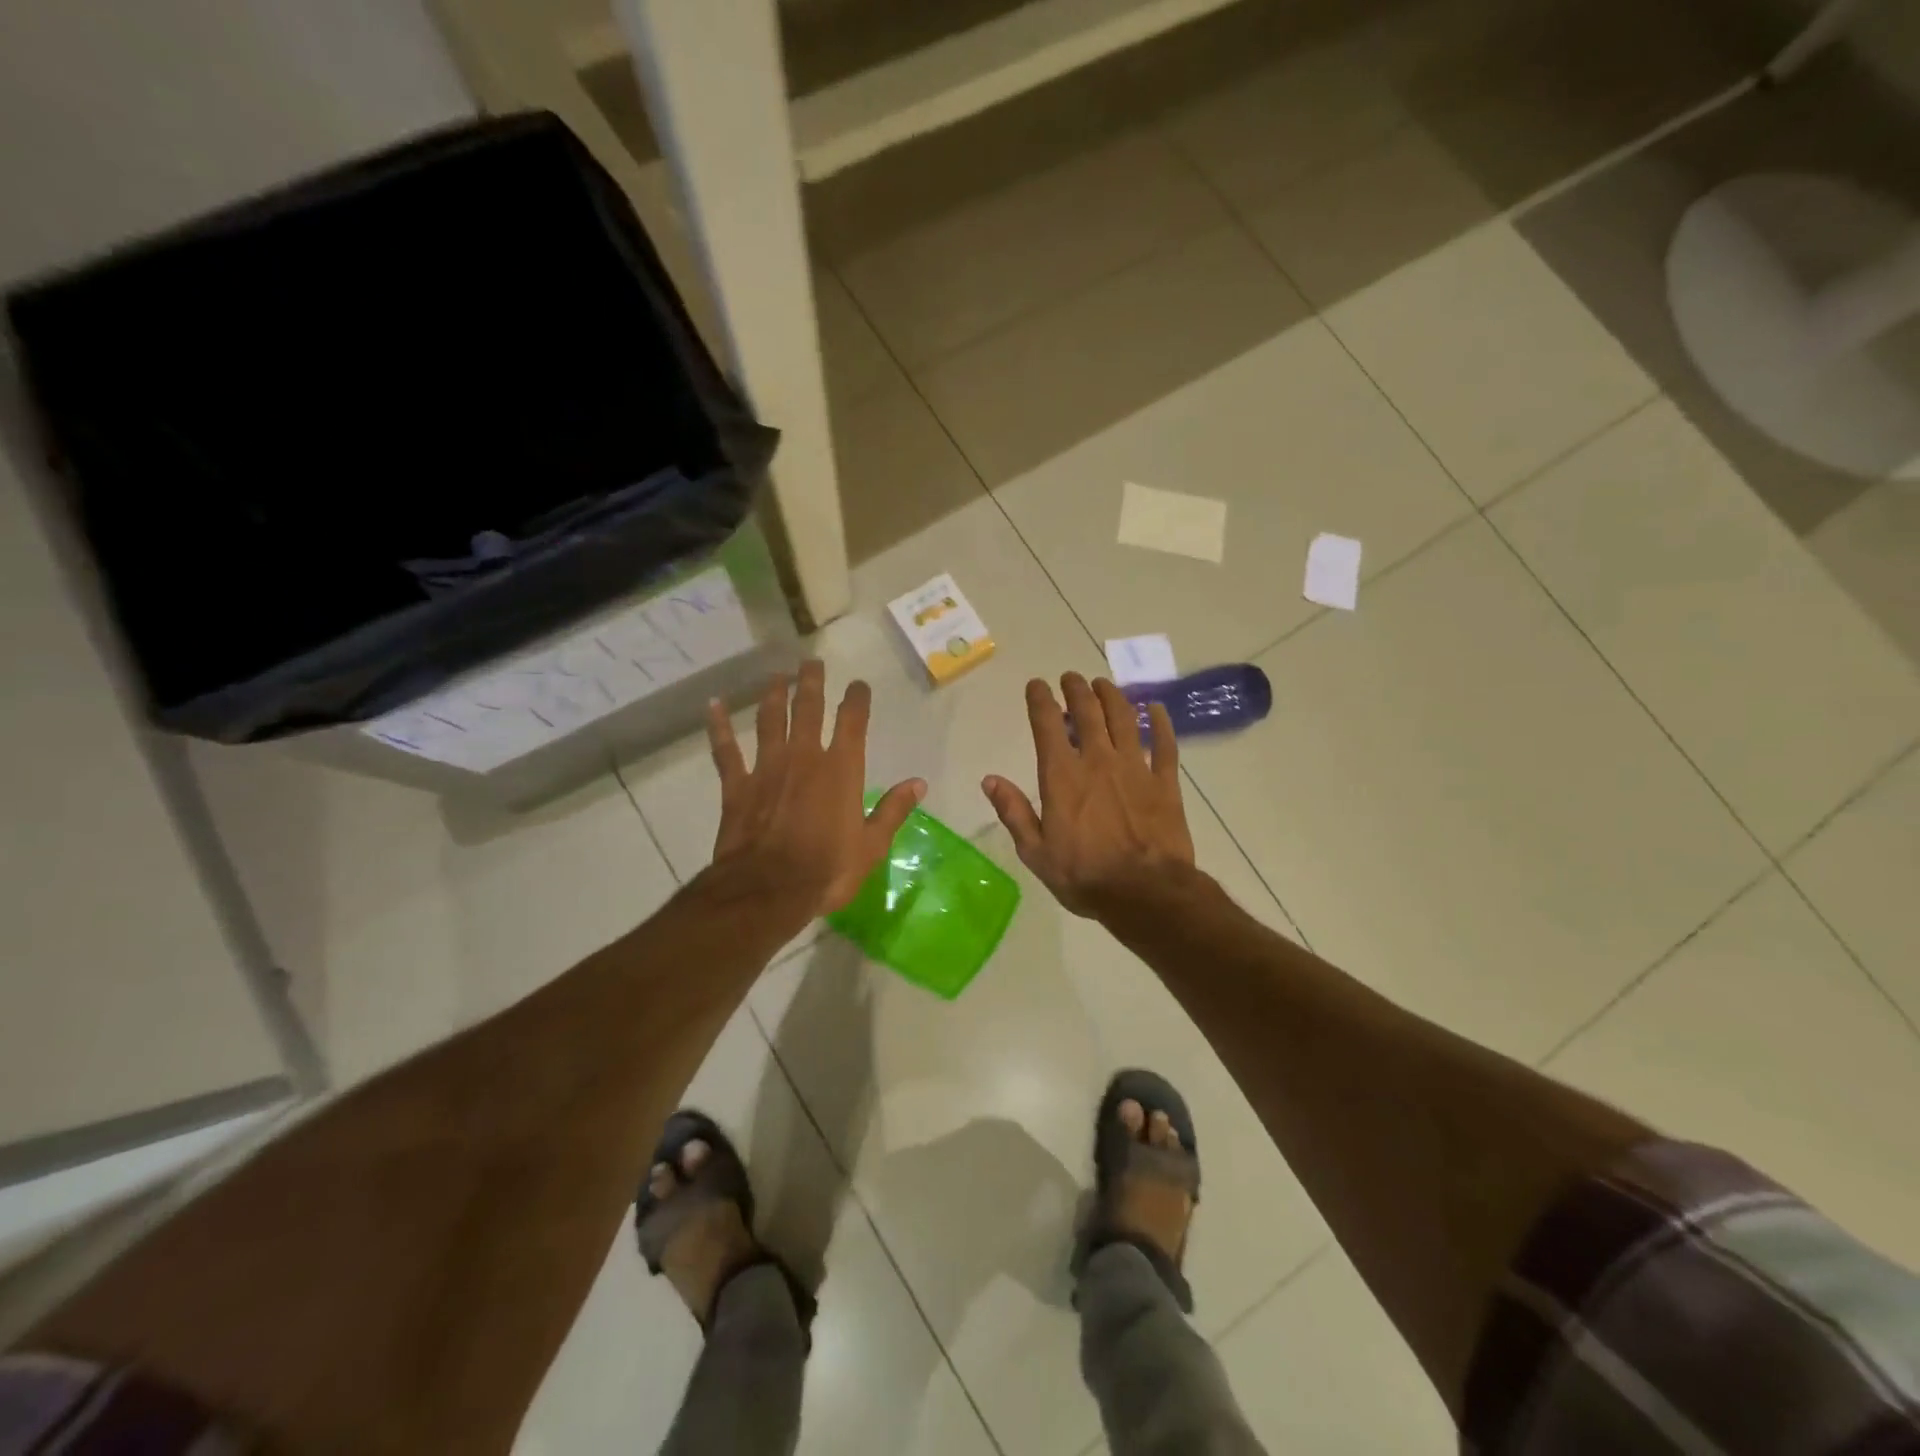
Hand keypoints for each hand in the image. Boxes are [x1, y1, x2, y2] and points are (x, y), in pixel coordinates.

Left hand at [704, 660, 925, 922]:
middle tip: (811, 662)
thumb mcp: (871, 846)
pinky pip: (726, 750)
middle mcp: (804, 757)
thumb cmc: (827, 870)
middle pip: (807, 708)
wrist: (768, 890)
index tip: (858, 684)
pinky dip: (719, 727)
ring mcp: (767, 768)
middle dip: (811, 682)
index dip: (856, 698)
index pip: (852, 721)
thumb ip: (892, 810)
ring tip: (776, 677)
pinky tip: (714, 705)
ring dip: (773, 695)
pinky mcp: (737, 785)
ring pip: (769, 720)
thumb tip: (918, 783)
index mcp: (841, 769)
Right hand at [982, 673, 1194, 918]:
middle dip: (1077, 689)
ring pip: (1124, 719)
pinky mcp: (1165, 782)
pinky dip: (1160, 723)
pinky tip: (1157, 709)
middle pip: (1088, 712)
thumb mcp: (1036, 852)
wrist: (1145, 893)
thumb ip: (1013, 812)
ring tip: (1104, 684)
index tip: (1036, 685)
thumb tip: (989, 780)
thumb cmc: (1084, 876)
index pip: (1047, 724)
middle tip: (1071, 678)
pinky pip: (1165, 744)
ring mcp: (1135, 768)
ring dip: (1112, 696)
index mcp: (1062, 776)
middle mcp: (1098, 761)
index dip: (1040, 699)